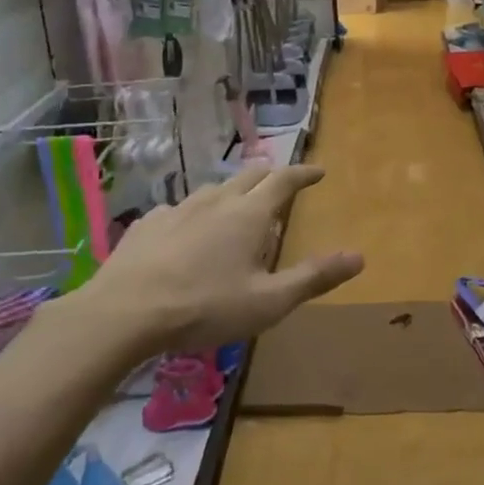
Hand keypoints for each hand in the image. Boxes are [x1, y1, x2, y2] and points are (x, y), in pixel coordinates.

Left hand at [51, 164, 362, 350]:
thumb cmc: (206, 306)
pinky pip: (179, 210)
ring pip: (212, 190)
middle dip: (270, 176)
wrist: (124, 312)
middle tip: (282, 184)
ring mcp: (177, 209)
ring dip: (232, 193)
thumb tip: (359, 256)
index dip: (304, 173)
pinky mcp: (147, 224)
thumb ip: (314, 277)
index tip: (318, 171)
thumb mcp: (269, 301)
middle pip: (249, 176)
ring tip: (236, 208)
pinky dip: (195, 214)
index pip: (284, 180)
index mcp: (249, 214)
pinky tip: (187, 232)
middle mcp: (216, 201)